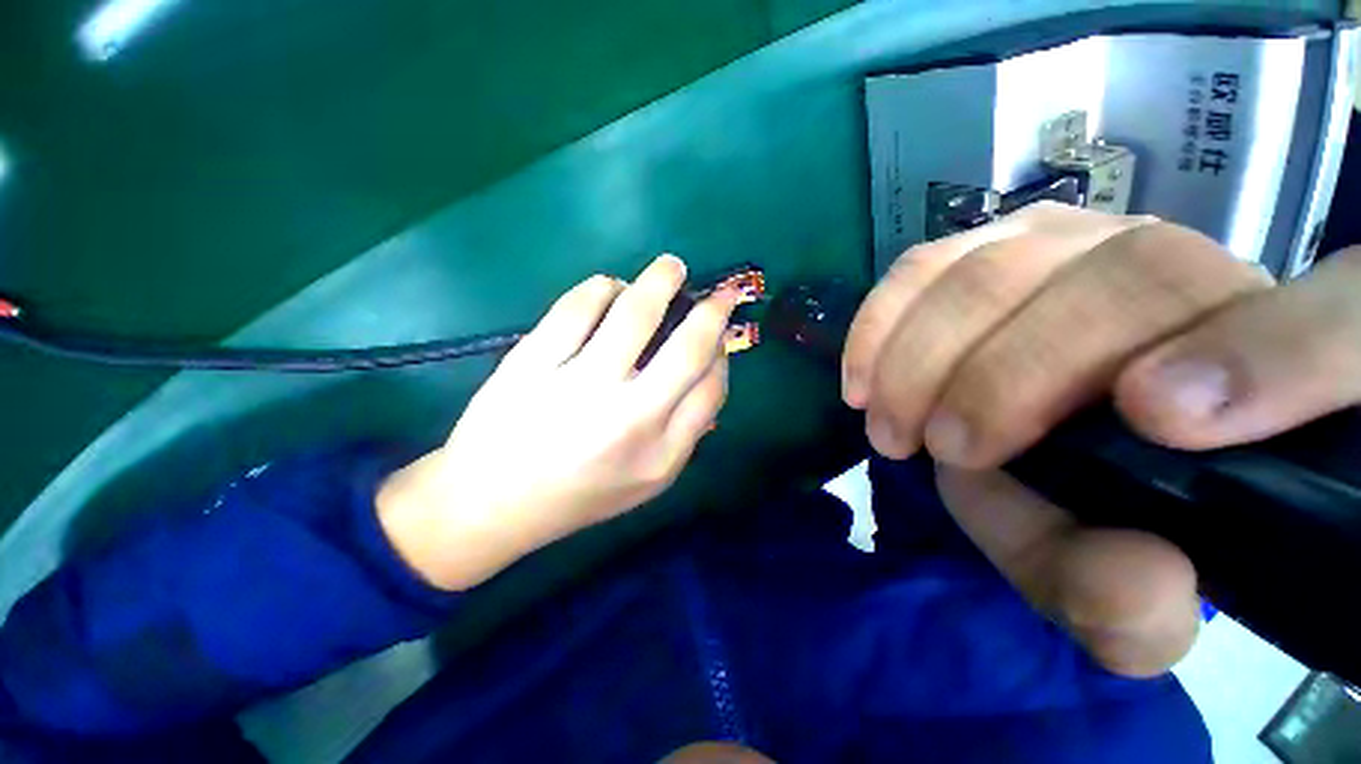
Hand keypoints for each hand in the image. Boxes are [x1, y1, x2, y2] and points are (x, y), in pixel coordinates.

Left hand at [379, 255, 738, 590]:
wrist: (491, 502)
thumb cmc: (579, 493)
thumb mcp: (648, 479)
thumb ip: (686, 429)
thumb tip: (710, 367)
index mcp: (659, 454)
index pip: (711, 388)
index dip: (723, 352)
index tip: (719, 335)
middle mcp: (627, 419)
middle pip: (688, 348)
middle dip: (713, 309)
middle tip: (718, 290)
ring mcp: (576, 387)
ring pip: (633, 312)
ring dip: (660, 279)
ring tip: (670, 268)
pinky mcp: (531, 363)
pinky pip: (577, 307)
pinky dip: (602, 287)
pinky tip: (610, 287)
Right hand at [844, 202, 1360, 674]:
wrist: (1047, 447)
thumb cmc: (1101, 516)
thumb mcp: (1119, 592)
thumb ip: (1137, 608)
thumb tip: (1140, 573)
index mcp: (1278, 372)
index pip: (1344, 324)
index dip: (1273, 358)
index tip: (1152, 420)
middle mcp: (1194, 274)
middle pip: (1122, 280)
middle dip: (1005, 378)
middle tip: (939, 448)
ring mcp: (1080, 244)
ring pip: (1001, 264)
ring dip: (924, 352)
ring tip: (889, 420)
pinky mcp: (991, 249)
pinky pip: (927, 264)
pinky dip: (882, 320)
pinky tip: (864, 374)